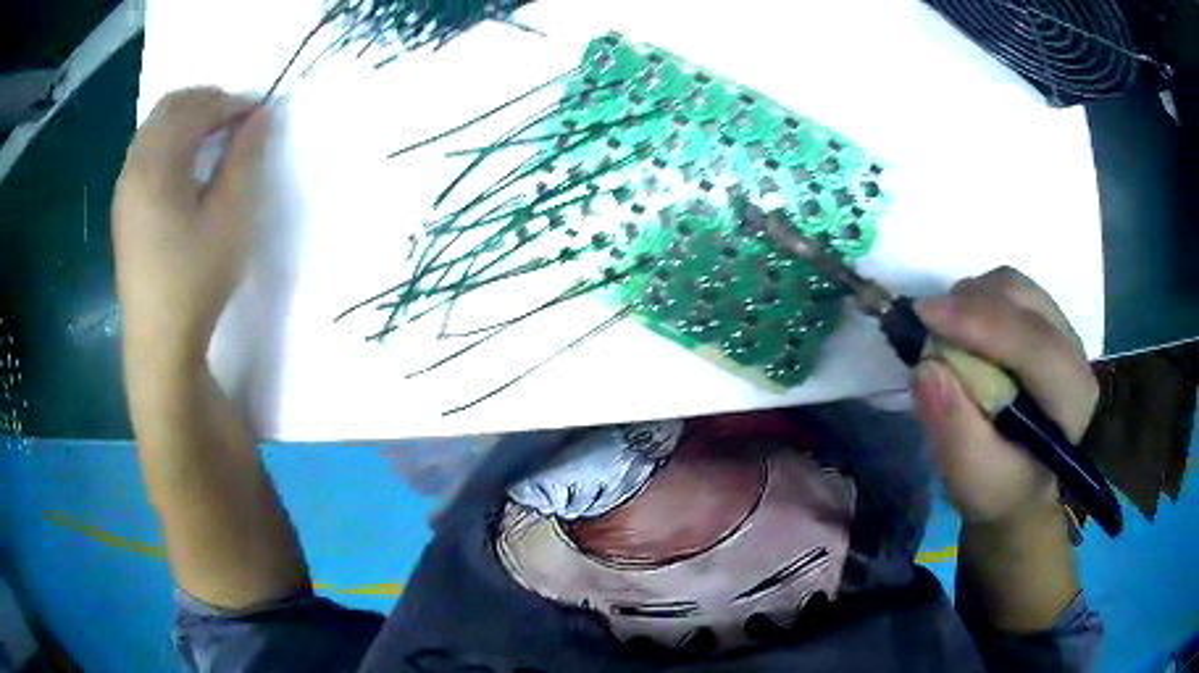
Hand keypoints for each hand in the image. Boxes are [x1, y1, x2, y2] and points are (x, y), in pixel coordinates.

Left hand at [112, 88, 270, 366]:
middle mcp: (133, 168)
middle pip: (168, 108)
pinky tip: (186, 167)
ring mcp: (124, 191)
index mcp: (156, 165)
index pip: (194, 109)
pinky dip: (169, 143)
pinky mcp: (123, 211)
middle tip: (235, 117)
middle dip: (205, 101)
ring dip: (185, 120)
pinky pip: (145, 154)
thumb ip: (244, 158)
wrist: (159, 344)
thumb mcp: (230, 217)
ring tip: (213, 137)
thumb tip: (258, 117)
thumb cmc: (195, 280)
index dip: (230, 102)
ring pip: (153, 129)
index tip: (258, 112)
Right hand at [912, 267, 1097, 525]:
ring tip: (945, 334)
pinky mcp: (1045, 319)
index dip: (980, 322)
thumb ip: (954, 431)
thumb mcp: (972, 480)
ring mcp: (1061, 329)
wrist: (1021, 484)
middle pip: (1022, 301)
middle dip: (969, 305)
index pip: (1034, 343)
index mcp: (1072, 399)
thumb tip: (926, 367)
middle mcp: (1074, 352)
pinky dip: (977, 299)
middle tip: (925, 328)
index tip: (923, 316)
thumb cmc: (999, 488)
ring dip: (971, 300)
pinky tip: (964, 331)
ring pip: (1013, 286)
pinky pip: (1008, 289)